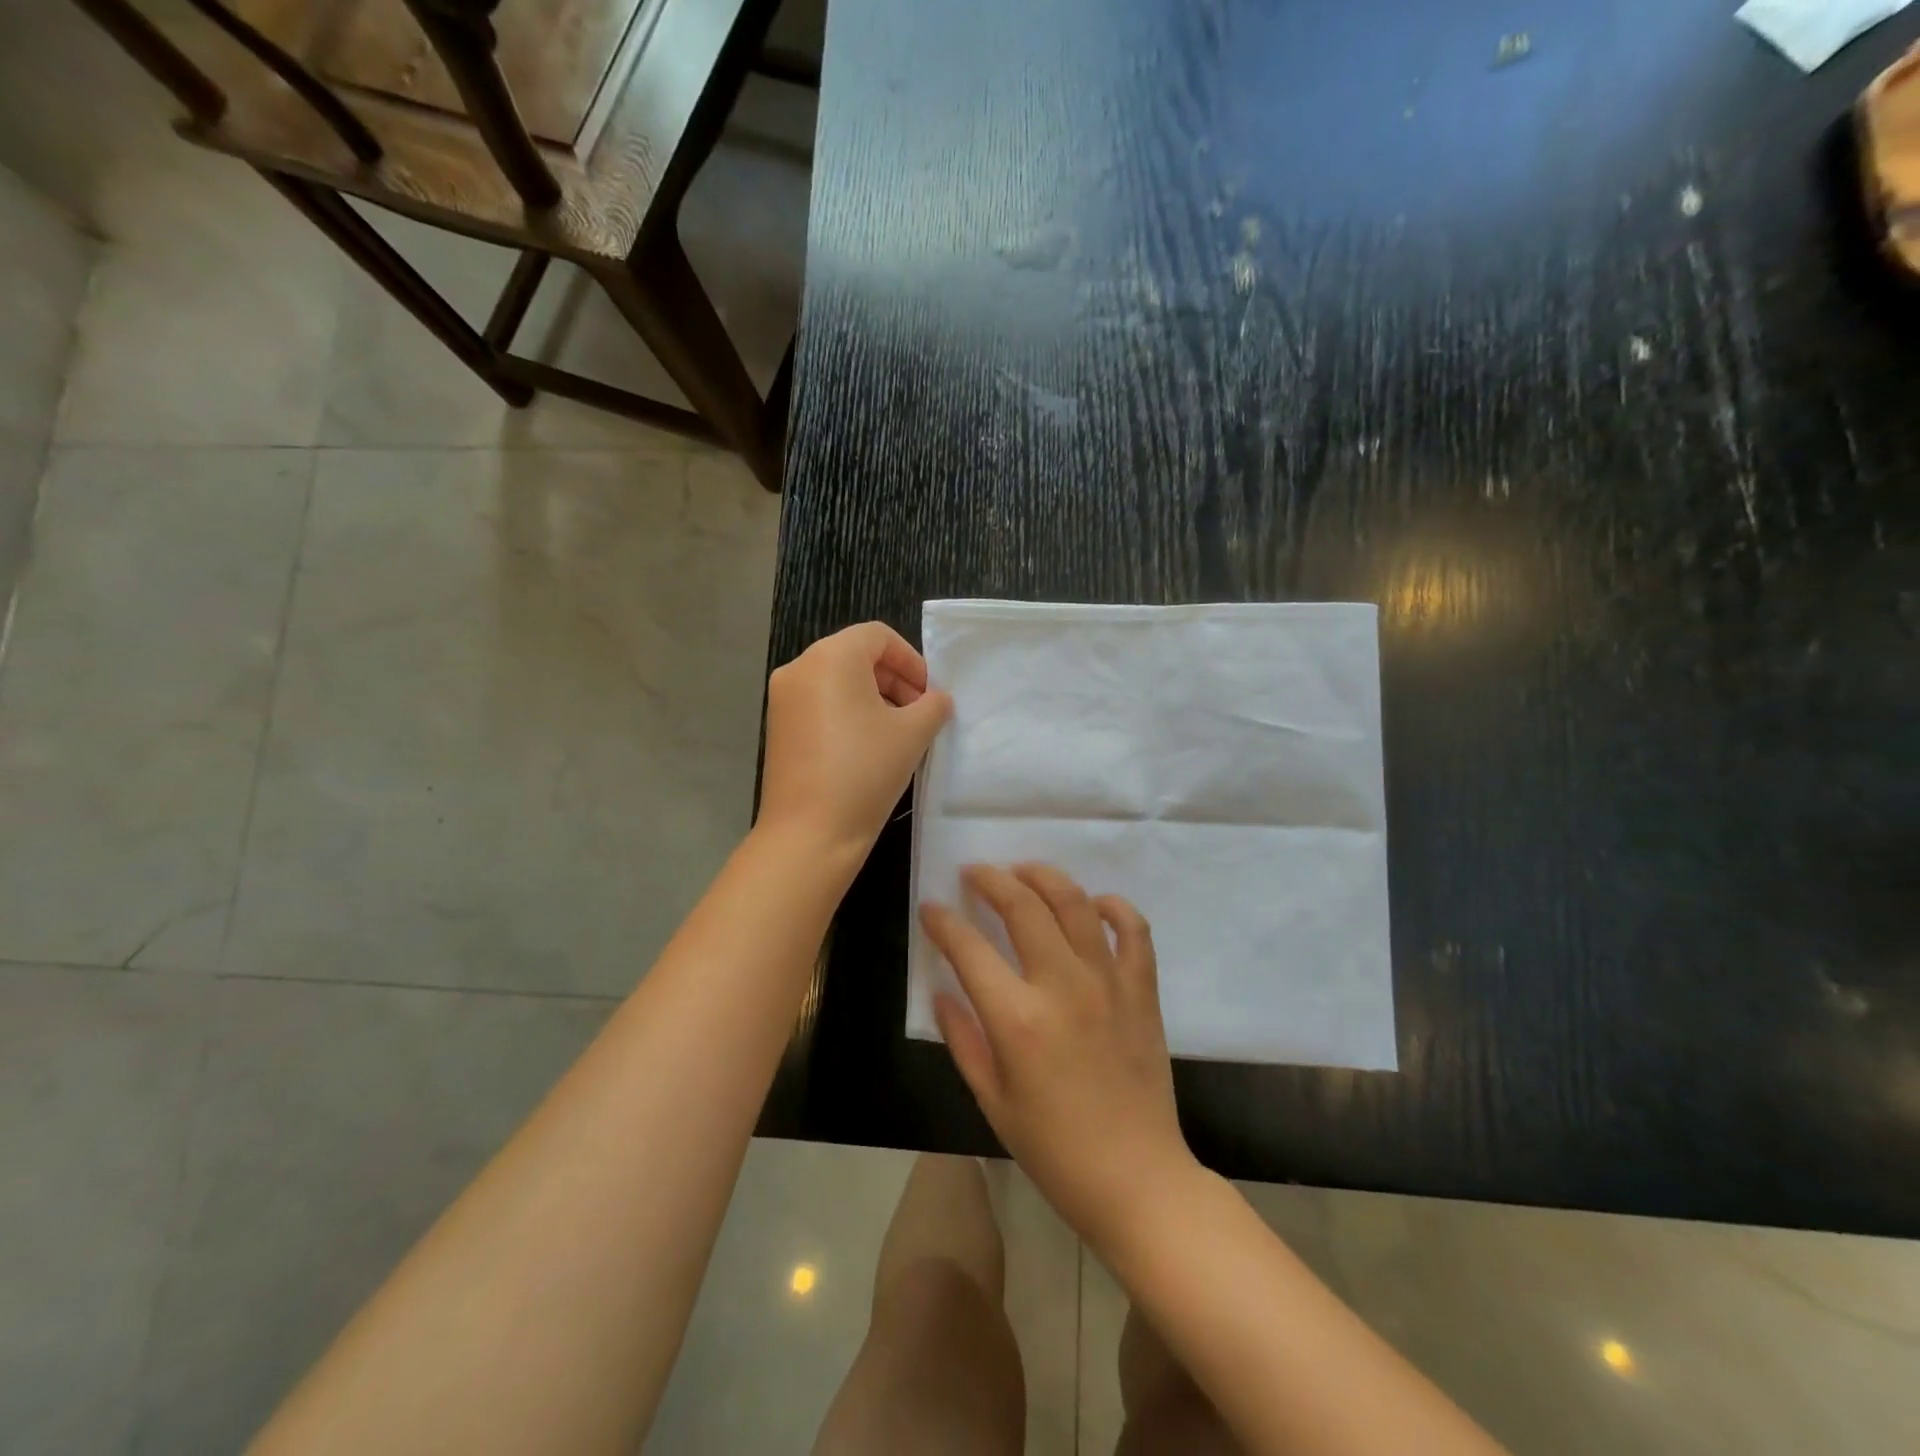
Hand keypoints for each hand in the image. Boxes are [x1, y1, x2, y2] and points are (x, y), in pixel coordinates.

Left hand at [758, 622, 951, 862]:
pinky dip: (848, 713)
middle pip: (856, 655)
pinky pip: (820, 704)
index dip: (912, 660)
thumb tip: (937, 700)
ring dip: (874, 697)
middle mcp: (800, 668)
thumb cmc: (865, 771)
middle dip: (894, 680)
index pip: (878, 636)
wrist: (809, 833)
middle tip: (920, 714)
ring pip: (838, 681)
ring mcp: (783, 699)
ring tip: (898, 733)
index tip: (930, 694)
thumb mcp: (913, 734)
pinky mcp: (778, 727)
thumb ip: (933, 705)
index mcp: (831, 657)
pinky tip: (868, 748)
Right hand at [920, 864, 1195, 1246]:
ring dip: (1045, 877)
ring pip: (1075, 904)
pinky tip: (1094, 904)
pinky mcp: (1142, 990)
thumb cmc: (1055, 1150)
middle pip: (1023, 907)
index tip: (932, 908)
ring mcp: (1108, 983)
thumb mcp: (992, 1102)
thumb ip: (963, 1040)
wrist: (1137, 1179)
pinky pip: (1133, 930)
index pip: (969, 949)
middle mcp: (1062, 987)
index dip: (944, 922)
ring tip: (1023, 871)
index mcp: (1018, 1020)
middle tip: (974, 872)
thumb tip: (943, 991)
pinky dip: (1113, 907)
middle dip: (991, 880)